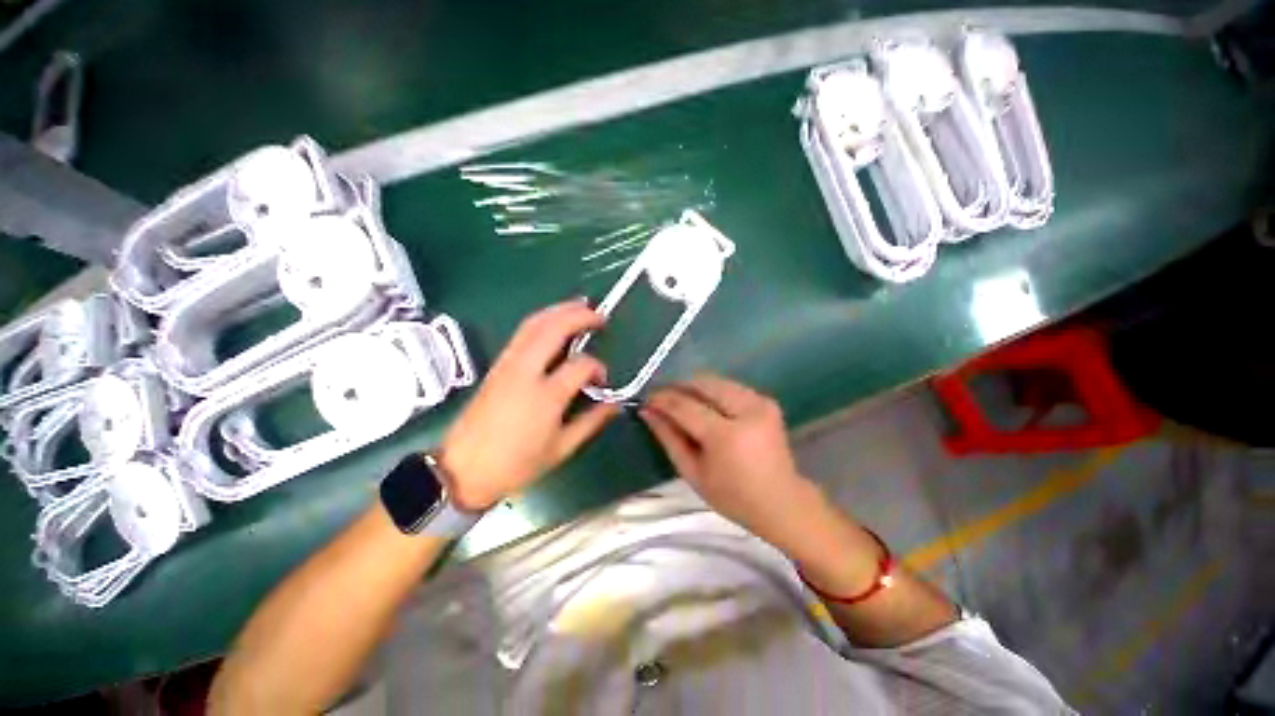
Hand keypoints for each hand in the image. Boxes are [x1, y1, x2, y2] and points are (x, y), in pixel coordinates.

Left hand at [439, 300, 620, 509]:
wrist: (462, 470)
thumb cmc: (516, 464)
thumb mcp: (561, 449)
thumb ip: (591, 422)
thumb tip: (615, 405)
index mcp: (545, 395)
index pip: (581, 366)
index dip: (598, 368)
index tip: (603, 380)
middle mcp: (525, 371)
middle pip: (553, 329)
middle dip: (579, 315)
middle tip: (598, 315)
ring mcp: (507, 365)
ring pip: (533, 324)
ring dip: (558, 311)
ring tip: (579, 307)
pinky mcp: (496, 365)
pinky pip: (522, 333)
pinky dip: (542, 320)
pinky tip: (553, 323)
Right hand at [640, 374, 821, 550]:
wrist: (782, 503)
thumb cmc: (733, 497)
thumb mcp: (693, 473)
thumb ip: (669, 438)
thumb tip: (648, 412)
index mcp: (727, 436)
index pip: (686, 406)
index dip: (662, 399)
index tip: (646, 399)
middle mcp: (747, 411)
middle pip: (702, 384)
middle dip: (677, 387)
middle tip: (661, 399)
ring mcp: (760, 402)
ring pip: (716, 381)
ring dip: (694, 388)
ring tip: (679, 401)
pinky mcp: (766, 401)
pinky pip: (729, 387)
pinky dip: (711, 392)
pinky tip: (703, 406)